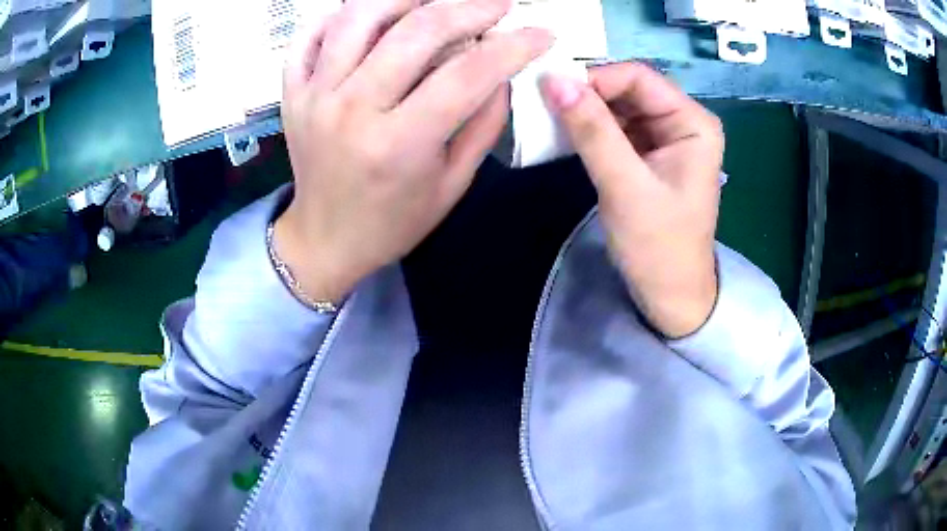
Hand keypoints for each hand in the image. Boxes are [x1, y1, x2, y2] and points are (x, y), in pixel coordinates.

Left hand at [276, 0, 551, 303]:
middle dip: (470, 7)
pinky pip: (310, 36)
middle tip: (498, 4)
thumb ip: (482, 123)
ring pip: (359, 16)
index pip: (468, 74)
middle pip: (416, 30)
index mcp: (399, 144)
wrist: (324, 240)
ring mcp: (315, 96)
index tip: (540, 33)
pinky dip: (341, 14)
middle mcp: (352, 109)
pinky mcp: (293, 93)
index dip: (514, 46)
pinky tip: (373, 16)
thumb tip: (501, 69)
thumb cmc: (393, 221)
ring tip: (437, 0)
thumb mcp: (452, 183)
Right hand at [540, 63, 723, 337]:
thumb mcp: (624, 186)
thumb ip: (592, 131)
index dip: (595, 79)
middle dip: (588, 95)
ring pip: (618, 106)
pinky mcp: (649, 153)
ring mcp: (666, 137)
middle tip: (545, 107)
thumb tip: (553, 80)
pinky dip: (590, 129)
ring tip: (551, 121)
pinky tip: (568, 136)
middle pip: (628, 88)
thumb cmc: (658, 246)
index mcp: (693, 122)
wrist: (669, 294)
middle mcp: (683, 121)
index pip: (638, 77)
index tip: (552, 94)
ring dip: (585, 111)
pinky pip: (616, 127)